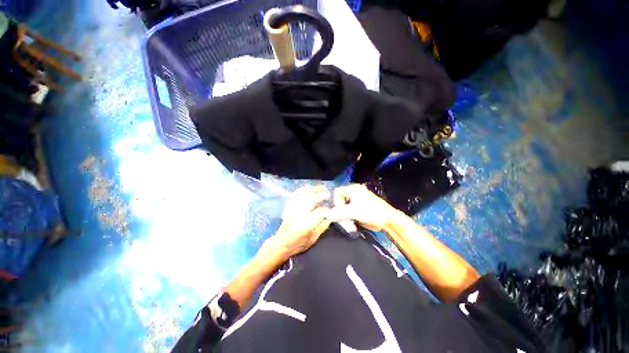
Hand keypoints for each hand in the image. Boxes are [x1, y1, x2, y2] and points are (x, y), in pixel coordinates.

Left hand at [266, 185, 331, 259]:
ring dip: (314, 190)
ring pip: (304, 195)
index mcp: (306, 225)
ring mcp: (293, 209)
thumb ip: (322, 227)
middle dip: (321, 195)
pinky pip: (296, 195)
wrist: (280, 244)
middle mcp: (299, 215)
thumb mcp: (313, 239)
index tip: (331, 209)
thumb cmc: (298, 244)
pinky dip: (303, 189)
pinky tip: (309, 187)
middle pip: (311, 200)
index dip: (327, 209)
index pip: (319, 212)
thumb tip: (330, 217)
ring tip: (322, 188)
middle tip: (328, 194)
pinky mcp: (289, 207)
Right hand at [327, 184, 399, 230]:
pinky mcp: (358, 208)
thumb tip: (327, 215)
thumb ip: (340, 213)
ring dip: (343, 214)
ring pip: (343, 206)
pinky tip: (350, 221)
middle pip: (340, 199)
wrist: (387, 220)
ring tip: (347, 221)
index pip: (338, 192)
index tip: (339, 210)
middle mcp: (354, 193)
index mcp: (353, 189)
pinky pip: (348, 211)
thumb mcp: (354, 212)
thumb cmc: (371, 212)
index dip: (336, 201)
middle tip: (342, 217)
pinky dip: (347, 216)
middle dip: (340, 209)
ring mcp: (356, 200)